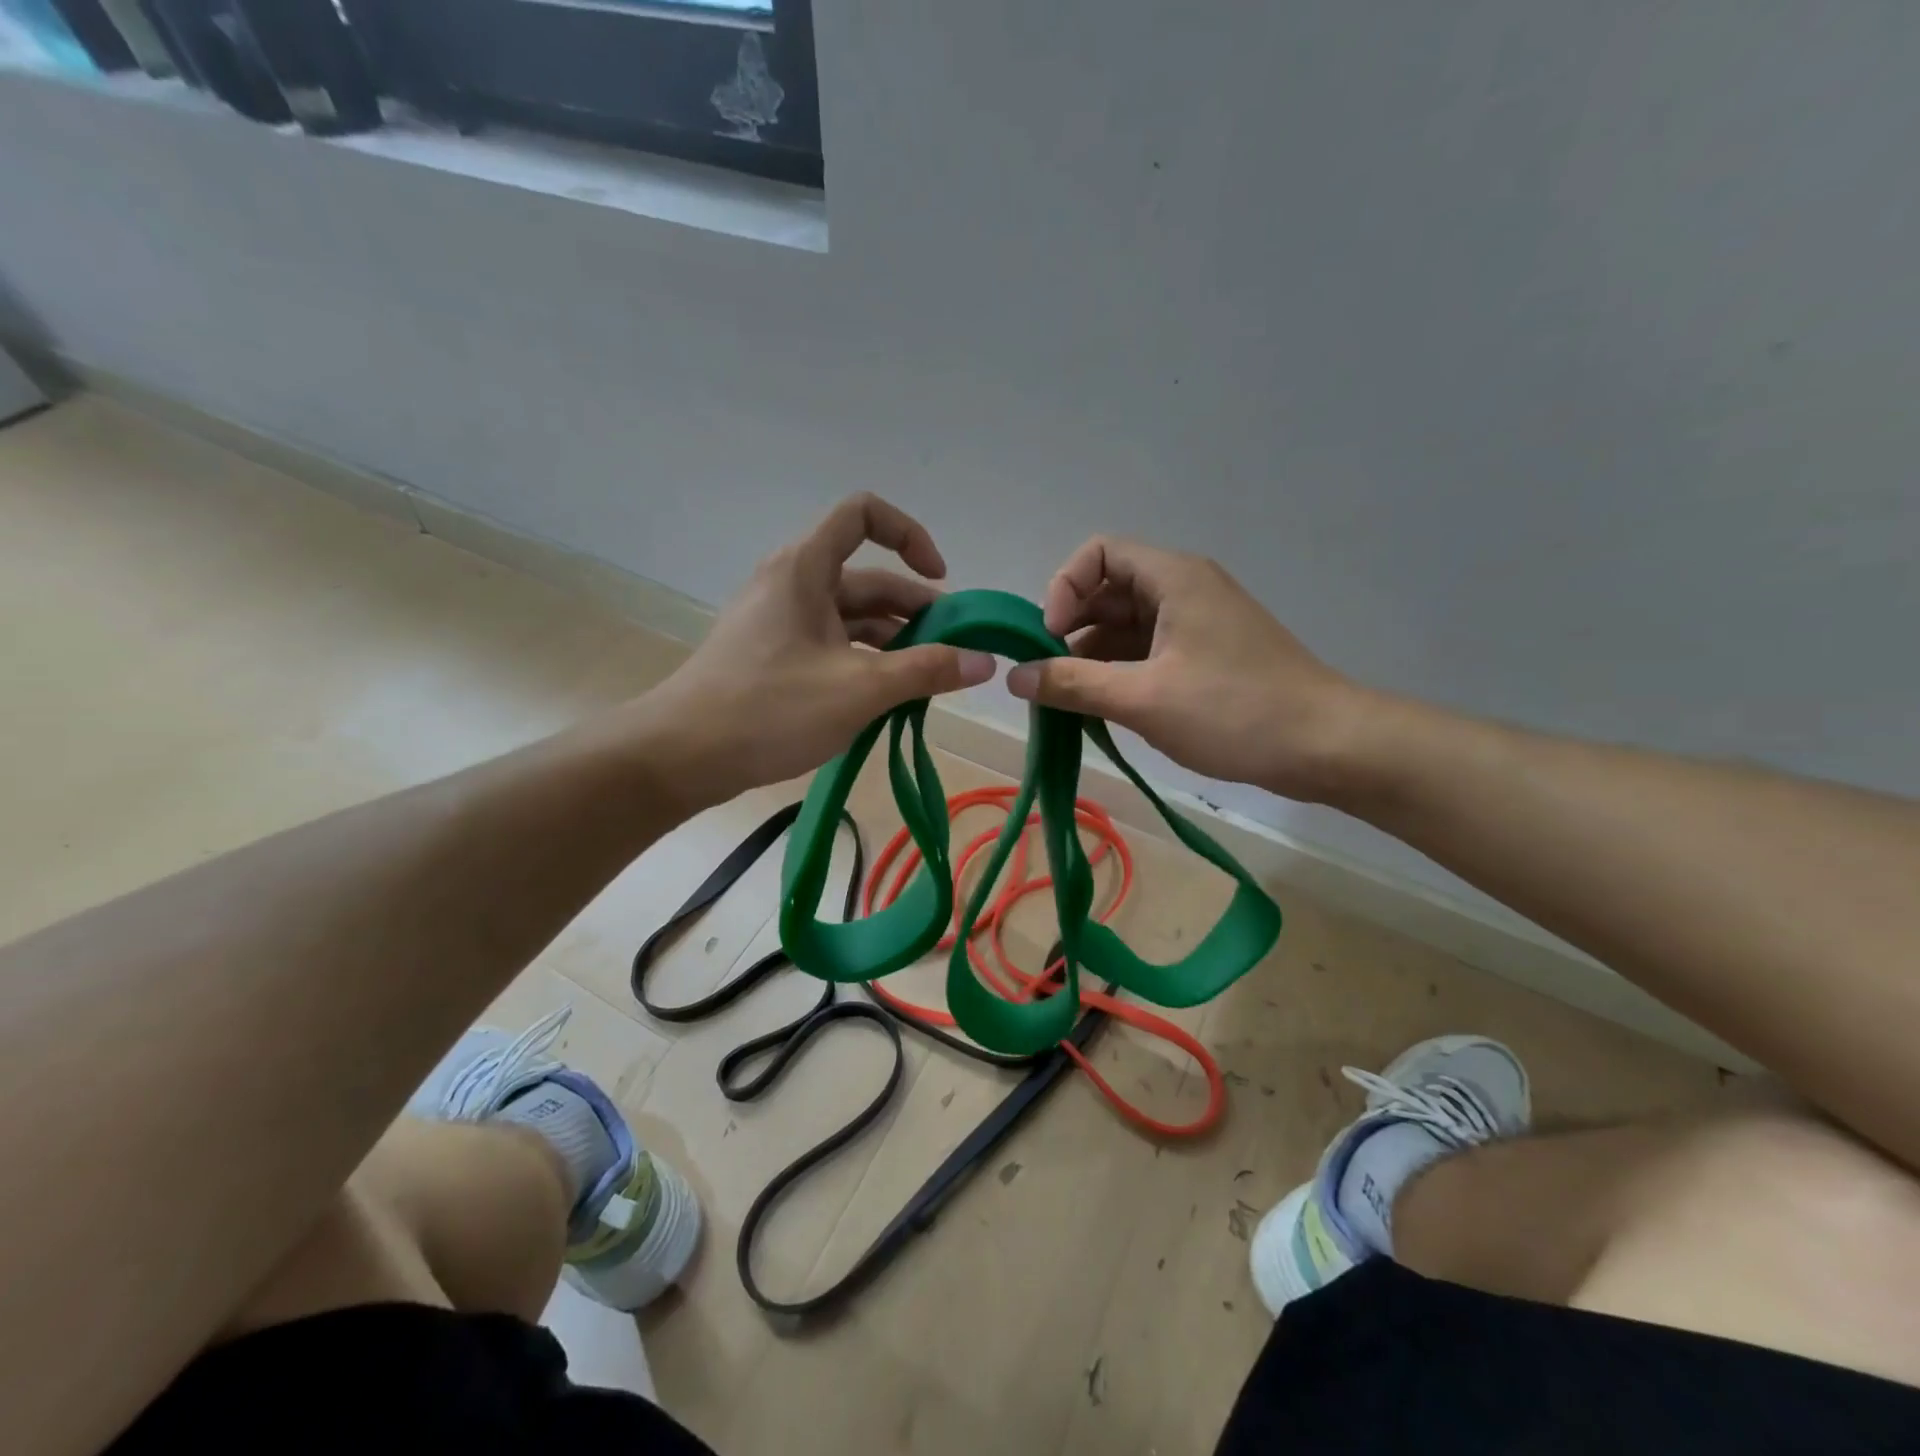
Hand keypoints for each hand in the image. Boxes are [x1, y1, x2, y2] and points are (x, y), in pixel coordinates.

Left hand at [640, 494, 995, 804]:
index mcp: (806, 569)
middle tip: (955, 653)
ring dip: (895, 643)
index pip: (863, 514)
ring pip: (852, 618)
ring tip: (930, 681)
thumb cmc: (770, 709)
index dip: (909, 536)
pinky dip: (866, 662)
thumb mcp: (860, 689)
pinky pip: (833, 645)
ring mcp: (781, 622)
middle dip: (916, 611)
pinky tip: (890, 698)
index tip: (940, 581)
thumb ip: (927, 670)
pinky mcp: (775, 656)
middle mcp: (793, 584)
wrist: (681, 756)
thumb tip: (985, 660)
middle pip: (868, 579)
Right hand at [1005, 537, 1368, 801]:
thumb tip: (1014, 677)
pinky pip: (1146, 649)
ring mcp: (1197, 622)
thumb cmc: (1235, 712)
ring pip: (1125, 624)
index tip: (1050, 639)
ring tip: (1067, 699)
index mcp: (1173, 578)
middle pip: (1108, 589)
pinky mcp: (1205, 654)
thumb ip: (1074, 685)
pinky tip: (1101, 707)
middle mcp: (1183, 588)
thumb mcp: (1144, 699)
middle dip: (1071, 628)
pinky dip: (1118, 671)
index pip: (1098, 552)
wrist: (1327, 745)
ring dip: (1091, 655)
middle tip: (1048, 675)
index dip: (1064, 588)